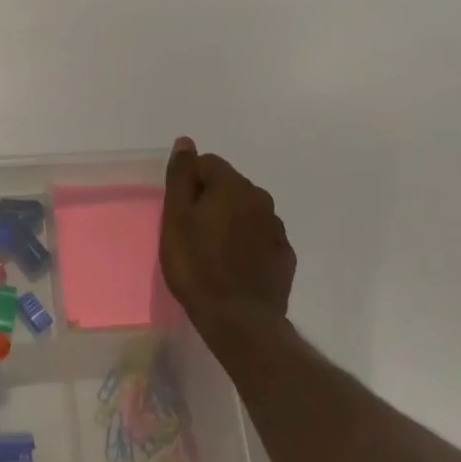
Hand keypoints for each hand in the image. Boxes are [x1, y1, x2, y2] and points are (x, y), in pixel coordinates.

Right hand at [161, 136, 296, 361]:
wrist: (238, 319)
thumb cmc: (197, 264)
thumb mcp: (176, 217)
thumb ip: (182, 176)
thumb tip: (186, 142)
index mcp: (233, 186)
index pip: (208, 163)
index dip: (189, 183)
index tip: (179, 211)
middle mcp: (261, 199)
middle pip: (229, 186)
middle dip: (211, 200)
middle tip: (192, 231)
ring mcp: (277, 229)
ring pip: (247, 211)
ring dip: (231, 221)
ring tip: (213, 250)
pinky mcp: (284, 256)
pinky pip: (261, 237)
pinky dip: (247, 243)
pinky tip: (234, 265)